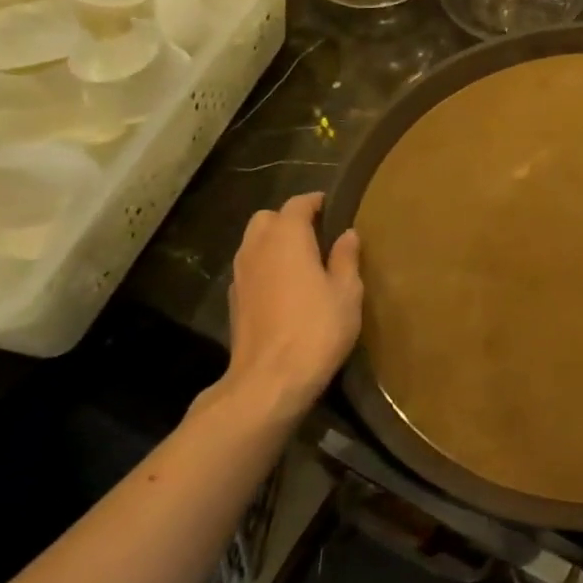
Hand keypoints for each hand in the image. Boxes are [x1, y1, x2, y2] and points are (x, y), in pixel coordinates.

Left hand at [224, 194, 362, 423]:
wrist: (269, 380)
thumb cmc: (317, 329)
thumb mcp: (347, 292)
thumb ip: (346, 258)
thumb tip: (347, 234)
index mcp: (287, 238)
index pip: (297, 204)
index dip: (315, 202)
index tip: (333, 207)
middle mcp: (257, 248)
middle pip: (267, 219)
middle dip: (289, 219)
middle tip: (317, 234)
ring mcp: (240, 274)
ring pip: (254, 242)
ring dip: (274, 242)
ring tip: (303, 260)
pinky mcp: (234, 300)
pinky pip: (250, 267)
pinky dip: (266, 266)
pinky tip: (285, 287)